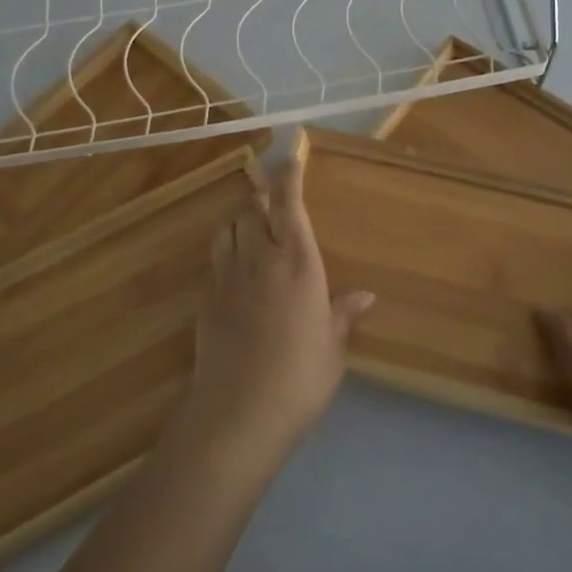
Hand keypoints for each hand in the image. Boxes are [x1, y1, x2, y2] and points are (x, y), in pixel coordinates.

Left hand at [180, 152, 374, 461]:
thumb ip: (343, 314)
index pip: (289, 204)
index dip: (289, 178)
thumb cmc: (300, 377)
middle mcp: (260, 258)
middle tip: (270, 194)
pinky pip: (215, 259)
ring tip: (250, 223)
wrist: (239, 411)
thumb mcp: (332, 347)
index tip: (290, 160)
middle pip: (252, 209)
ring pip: (228, 228)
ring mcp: (228, 277)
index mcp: (298, 262)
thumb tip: (365, 295)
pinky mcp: (206, 299)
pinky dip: (225, 250)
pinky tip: (234, 266)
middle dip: (261, 196)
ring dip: (239, 218)